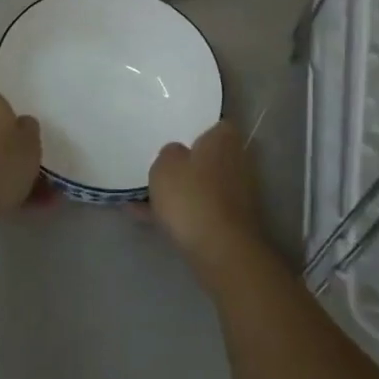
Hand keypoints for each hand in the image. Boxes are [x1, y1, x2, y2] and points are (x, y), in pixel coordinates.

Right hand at [148, 121, 267, 278]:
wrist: (221, 252)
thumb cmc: (192, 196)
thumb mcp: (165, 165)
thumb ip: (169, 153)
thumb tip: (178, 154)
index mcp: (224, 141)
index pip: (217, 125)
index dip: (198, 129)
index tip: (177, 135)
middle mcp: (236, 164)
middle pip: (209, 158)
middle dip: (188, 163)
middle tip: (159, 164)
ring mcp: (236, 196)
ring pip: (202, 186)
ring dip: (180, 191)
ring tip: (142, 195)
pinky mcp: (230, 224)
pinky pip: (198, 211)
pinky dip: (177, 214)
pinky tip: (144, 217)